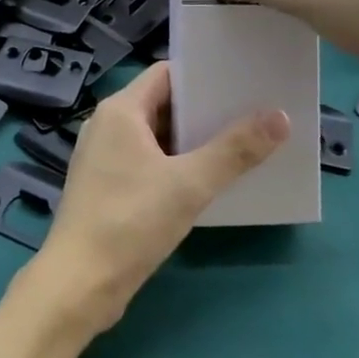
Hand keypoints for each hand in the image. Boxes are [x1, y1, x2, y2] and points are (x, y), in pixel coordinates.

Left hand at [29, 63, 287, 336]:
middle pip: (163, 104)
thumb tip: (280, 116)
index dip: (203, 74)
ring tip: (241, 144)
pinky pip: (149, 162)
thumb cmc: (130, 222)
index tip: (242, 80)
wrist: (79, 284)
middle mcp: (108, 125)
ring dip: (193, 141)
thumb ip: (235, 150)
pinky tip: (209, 180)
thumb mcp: (189, 185)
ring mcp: (105, 157)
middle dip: (204, 110)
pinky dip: (177, 165)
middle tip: (253, 113)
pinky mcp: (108, 187)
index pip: (166, 73)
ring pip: (157, 136)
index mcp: (121, 110)